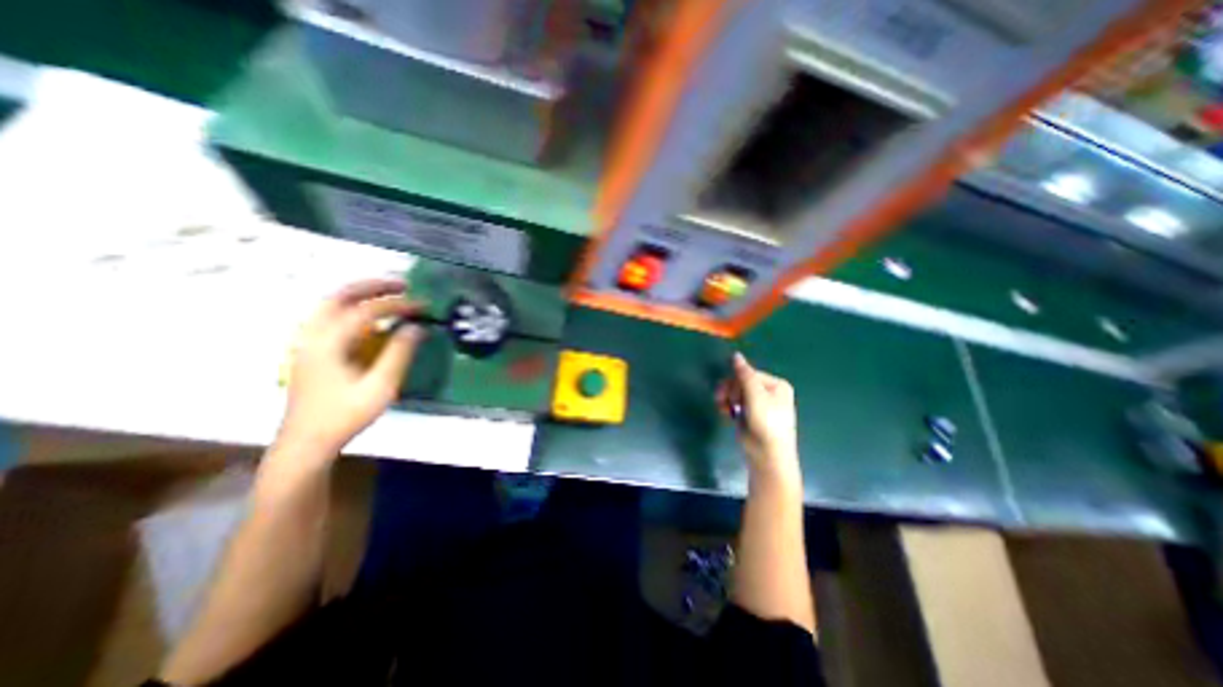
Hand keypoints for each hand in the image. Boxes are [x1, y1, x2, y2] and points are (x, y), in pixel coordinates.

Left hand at [276, 276, 425, 459]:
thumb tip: (418, 327)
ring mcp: (306, 342)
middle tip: (403, 285)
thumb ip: (399, 353)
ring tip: (388, 294)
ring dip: (360, 294)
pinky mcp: (309, 350)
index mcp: (328, 343)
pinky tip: (369, 318)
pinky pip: (329, 317)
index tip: (423, 306)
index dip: (398, 305)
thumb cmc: (345, 415)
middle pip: (339, 296)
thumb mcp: (380, 387)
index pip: (367, 311)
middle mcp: (312, 335)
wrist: (306, 441)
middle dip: (373, 286)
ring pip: (330, 304)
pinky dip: (351, 308)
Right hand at [719, 354, 805, 488]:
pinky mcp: (748, 414)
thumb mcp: (756, 396)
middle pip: (740, 382)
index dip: (737, 382)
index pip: (749, 373)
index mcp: (776, 385)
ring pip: (735, 392)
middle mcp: (768, 392)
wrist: (767, 455)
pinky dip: (727, 406)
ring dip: (726, 398)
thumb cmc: (766, 423)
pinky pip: (734, 403)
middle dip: (731, 391)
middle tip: (726, 402)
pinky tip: (725, 413)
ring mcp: (758, 404)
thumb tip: (736, 355)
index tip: (733, 395)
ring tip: (723, 408)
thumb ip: (744, 374)